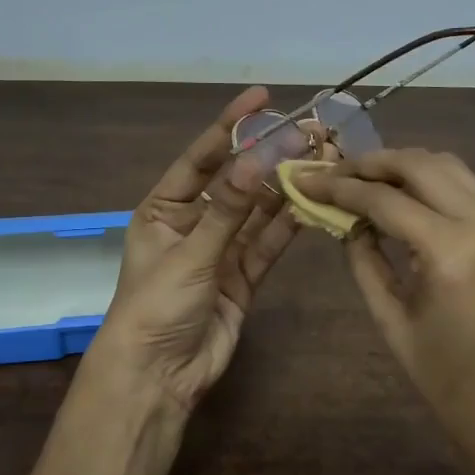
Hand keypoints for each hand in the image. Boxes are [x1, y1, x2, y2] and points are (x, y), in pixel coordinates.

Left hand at [84, 86, 298, 418]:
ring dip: (284, 190)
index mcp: (164, 210)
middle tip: (307, 131)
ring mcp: (220, 251)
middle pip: (236, 183)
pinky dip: (287, 228)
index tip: (261, 98)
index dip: (230, 126)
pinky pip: (267, 246)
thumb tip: (257, 159)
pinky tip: (311, 205)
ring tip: (319, 161)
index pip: (201, 159)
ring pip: (257, 213)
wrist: (158, 376)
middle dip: (268, 158)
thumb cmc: (156, 306)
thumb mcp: (189, 254)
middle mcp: (193, 224)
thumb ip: (228, 210)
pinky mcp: (243, 278)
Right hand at [298, 148, 474, 474]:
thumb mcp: (393, 323)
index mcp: (451, 253)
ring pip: (449, 168)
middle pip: (421, 166)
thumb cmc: (449, 385)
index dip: (340, 186)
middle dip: (372, 162)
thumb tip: (346, 222)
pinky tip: (403, 197)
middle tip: (333, 171)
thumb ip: (365, 263)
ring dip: (405, 165)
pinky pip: (467, 190)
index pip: (385, 200)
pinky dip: (431, 182)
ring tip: (364, 178)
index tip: (306, 179)